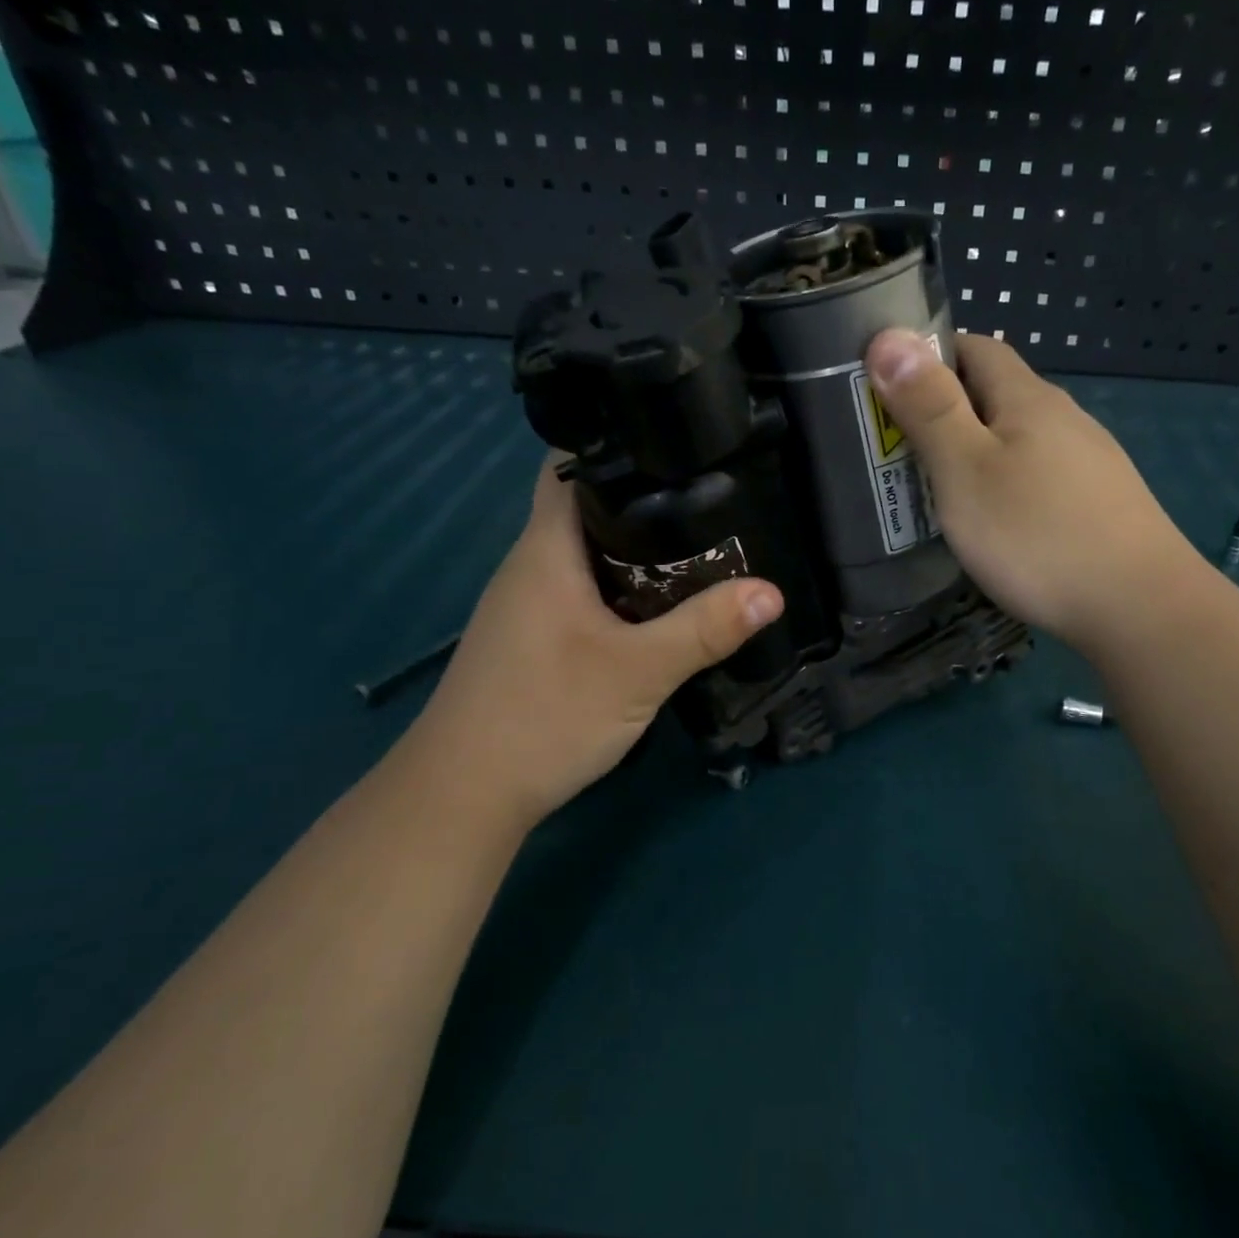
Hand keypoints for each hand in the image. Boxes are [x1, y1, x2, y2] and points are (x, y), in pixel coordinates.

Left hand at [406, 462, 783, 830]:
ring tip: (704, 542)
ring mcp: (530, 605)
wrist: (466, 793)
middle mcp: (532, 565)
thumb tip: (772, 592)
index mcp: (546, 549)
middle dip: (647, 498)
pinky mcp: (538, 639)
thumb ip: (704, 629)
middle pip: (588, 508)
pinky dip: (625, 588)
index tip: (681, 443)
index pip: (572, 466)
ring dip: (638, 549)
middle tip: (714, 495)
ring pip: (590, 555)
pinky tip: (663, 605)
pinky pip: (587, 592)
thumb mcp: (637, 672)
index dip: (621, 444)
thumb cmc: (544, 716)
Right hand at [864, 330, 1197, 650]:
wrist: (1138, 607)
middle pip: (998, 394)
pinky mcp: (1100, 503)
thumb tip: (888, 336)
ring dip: (976, 450)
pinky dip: (1006, 483)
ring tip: (939, 488)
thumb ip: (929, 407)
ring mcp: (1089, 462)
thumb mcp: (966, 470)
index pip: (975, 347)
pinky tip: (996, 522)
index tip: (887, 386)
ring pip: (1019, 439)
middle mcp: (1064, 418)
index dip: (929, 356)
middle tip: (899, 447)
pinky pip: (1040, 476)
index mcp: (1028, 399)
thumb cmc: (1037, 534)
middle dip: (946, 409)